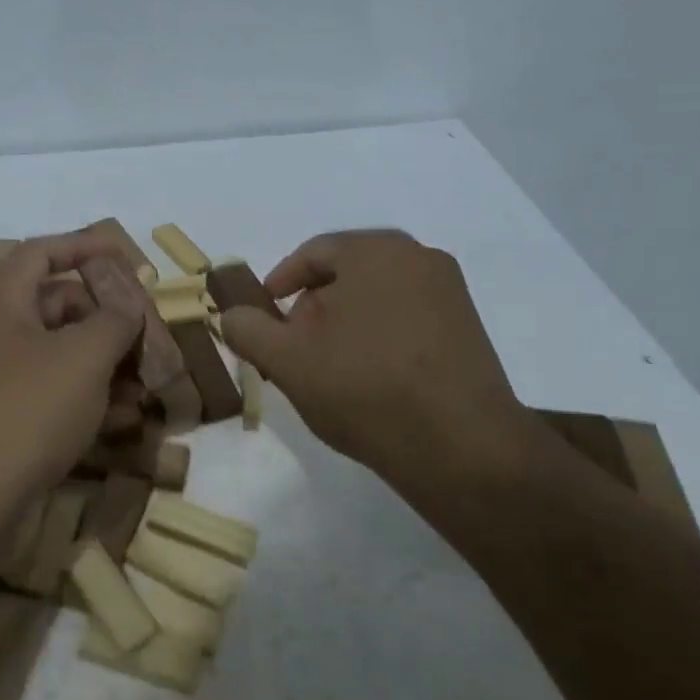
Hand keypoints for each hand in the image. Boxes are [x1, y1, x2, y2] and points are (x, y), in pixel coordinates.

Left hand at [0, 235, 144, 511]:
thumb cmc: (25, 410)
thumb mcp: (83, 357)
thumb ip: (114, 319)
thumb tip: (127, 302)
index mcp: (0, 298)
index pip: (43, 251)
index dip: (85, 246)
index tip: (125, 253)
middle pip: (54, 302)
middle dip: (103, 313)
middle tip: (144, 328)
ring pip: (55, 351)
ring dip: (101, 359)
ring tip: (144, 377)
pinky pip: (47, 390)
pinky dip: (83, 394)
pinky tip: (121, 415)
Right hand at [220, 230, 526, 487]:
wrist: (463, 449)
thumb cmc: (366, 390)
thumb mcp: (288, 362)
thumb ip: (249, 331)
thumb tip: (230, 315)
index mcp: (375, 251)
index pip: (313, 253)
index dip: (280, 282)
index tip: (264, 315)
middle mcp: (418, 256)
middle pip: (348, 271)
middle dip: (314, 305)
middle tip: (295, 345)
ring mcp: (450, 291)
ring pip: (379, 294)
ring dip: (346, 321)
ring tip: (330, 365)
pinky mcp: (469, 325)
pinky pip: (409, 314)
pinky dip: (380, 332)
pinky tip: (371, 374)